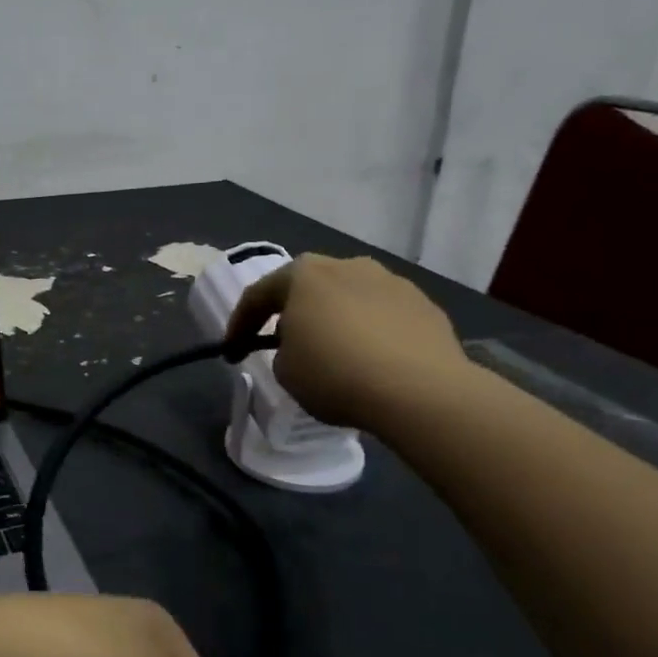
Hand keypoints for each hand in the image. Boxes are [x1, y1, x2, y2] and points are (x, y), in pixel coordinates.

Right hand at [224, 253, 468, 430]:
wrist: (420, 390)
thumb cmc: (336, 374)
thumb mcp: (285, 371)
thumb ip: (283, 350)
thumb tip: (301, 346)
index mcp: (304, 274)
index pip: (258, 295)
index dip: (239, 325)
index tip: (232, 351)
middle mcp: (347, 266)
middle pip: (308, 288)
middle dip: (292, 314)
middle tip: (283, 344)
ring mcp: (391, 282)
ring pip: (349, 299)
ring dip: (336, 321)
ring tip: (335, 354)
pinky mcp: (425, 305)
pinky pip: (383, 317)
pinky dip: (371, 334)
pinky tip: (372, 362)